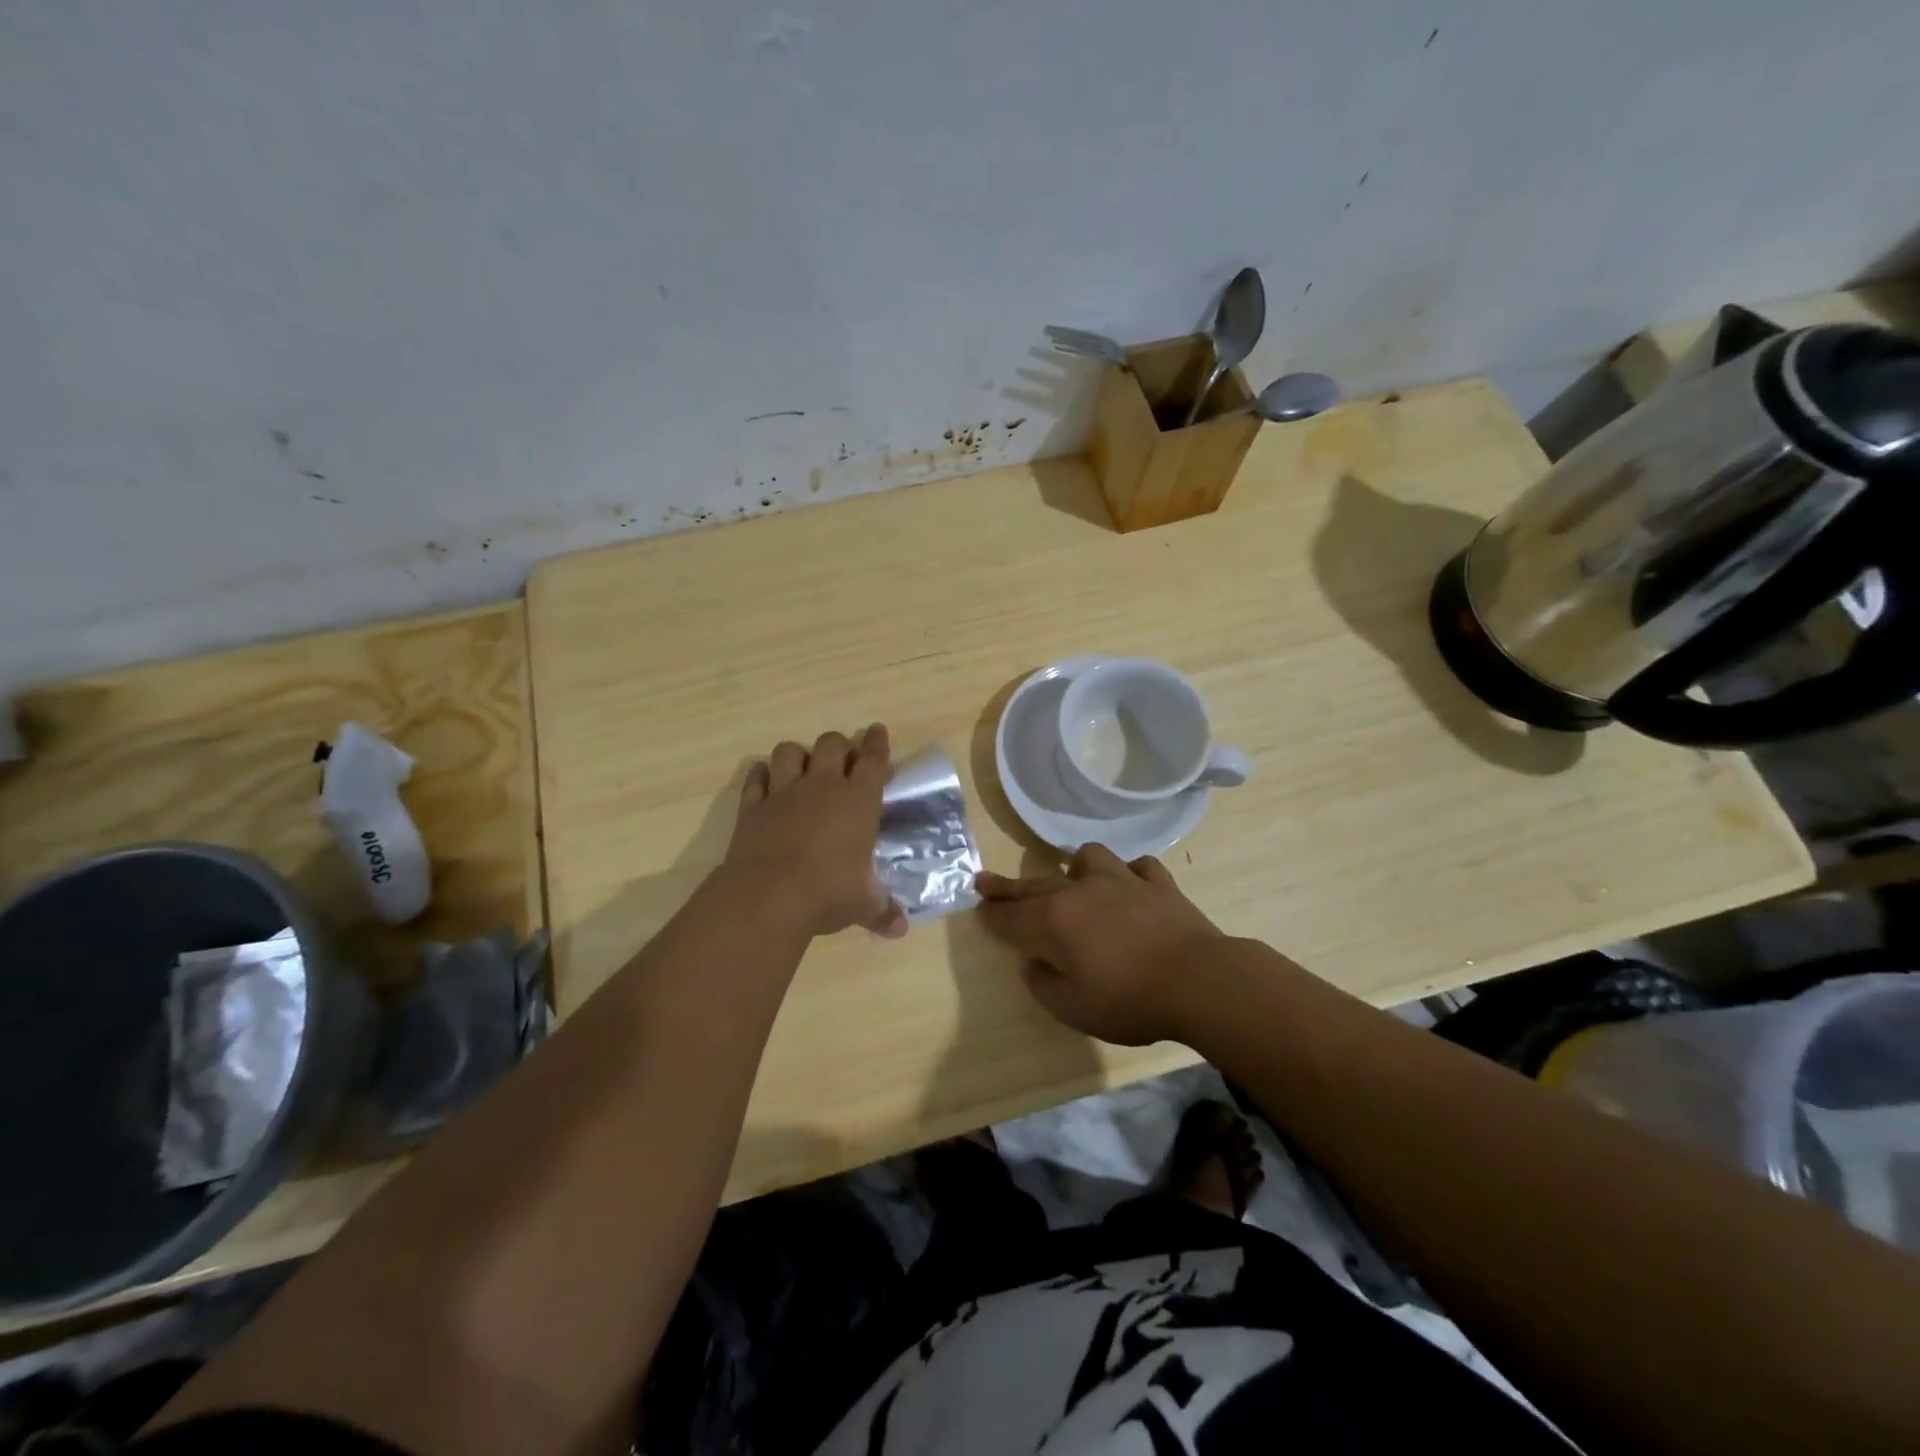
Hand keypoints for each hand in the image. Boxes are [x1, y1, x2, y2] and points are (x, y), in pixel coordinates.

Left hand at [725, 724, 906, 938]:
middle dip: (838, 746)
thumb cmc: (828, 893)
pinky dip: (761, 775)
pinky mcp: (752, 806)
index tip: (877, 730)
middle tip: (842, 759)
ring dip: (798, 754)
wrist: (769, 895)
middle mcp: (822, 787)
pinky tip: (765, 780)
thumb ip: (882, 910)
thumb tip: (899, 930)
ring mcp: (784, 792)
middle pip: (831, 744)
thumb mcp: (862, 904)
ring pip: (789, 751)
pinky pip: (756, 778)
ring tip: (802, 767)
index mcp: (858, 801)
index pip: (872, 760)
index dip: (877, 743)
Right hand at [976, 844, 1228, 1044]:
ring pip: (1091, 858)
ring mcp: (1124, 881)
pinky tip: (1130, 885)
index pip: (1014, 914)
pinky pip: (1139, 867)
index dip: (994, 913)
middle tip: (986, 881)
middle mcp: (1085, 890)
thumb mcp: (1075, 1008)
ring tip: (1075, 878)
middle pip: (1038, 884)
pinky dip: (1130, 874)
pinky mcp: (1160, 885)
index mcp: (1058, 919)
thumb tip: (1033, 965)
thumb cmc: (1130, 999)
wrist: (1200, 982)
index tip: (979, 907)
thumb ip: (1045, 985)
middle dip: (1010, 886)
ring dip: (1076, 867)